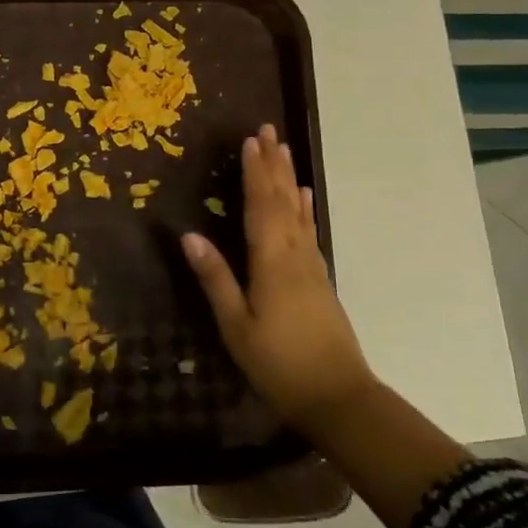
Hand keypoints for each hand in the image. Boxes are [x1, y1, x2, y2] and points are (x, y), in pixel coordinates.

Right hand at [180, 124, 374, 427]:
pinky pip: (309, 230)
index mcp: (271, 262)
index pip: (261, 206)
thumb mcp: (236, 325)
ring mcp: (311, 266)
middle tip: (268, 130)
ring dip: (288, 179)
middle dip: (273, 164)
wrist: (338, 397)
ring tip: (283, 150)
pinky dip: (304, 208)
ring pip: (298, 212)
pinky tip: (304, 198)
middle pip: (283, 201)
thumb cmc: (279, 363)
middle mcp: (295, 255)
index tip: (249, 140)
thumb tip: (189, 235)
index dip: (254, 173)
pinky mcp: (320, 279)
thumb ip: (216, 278)